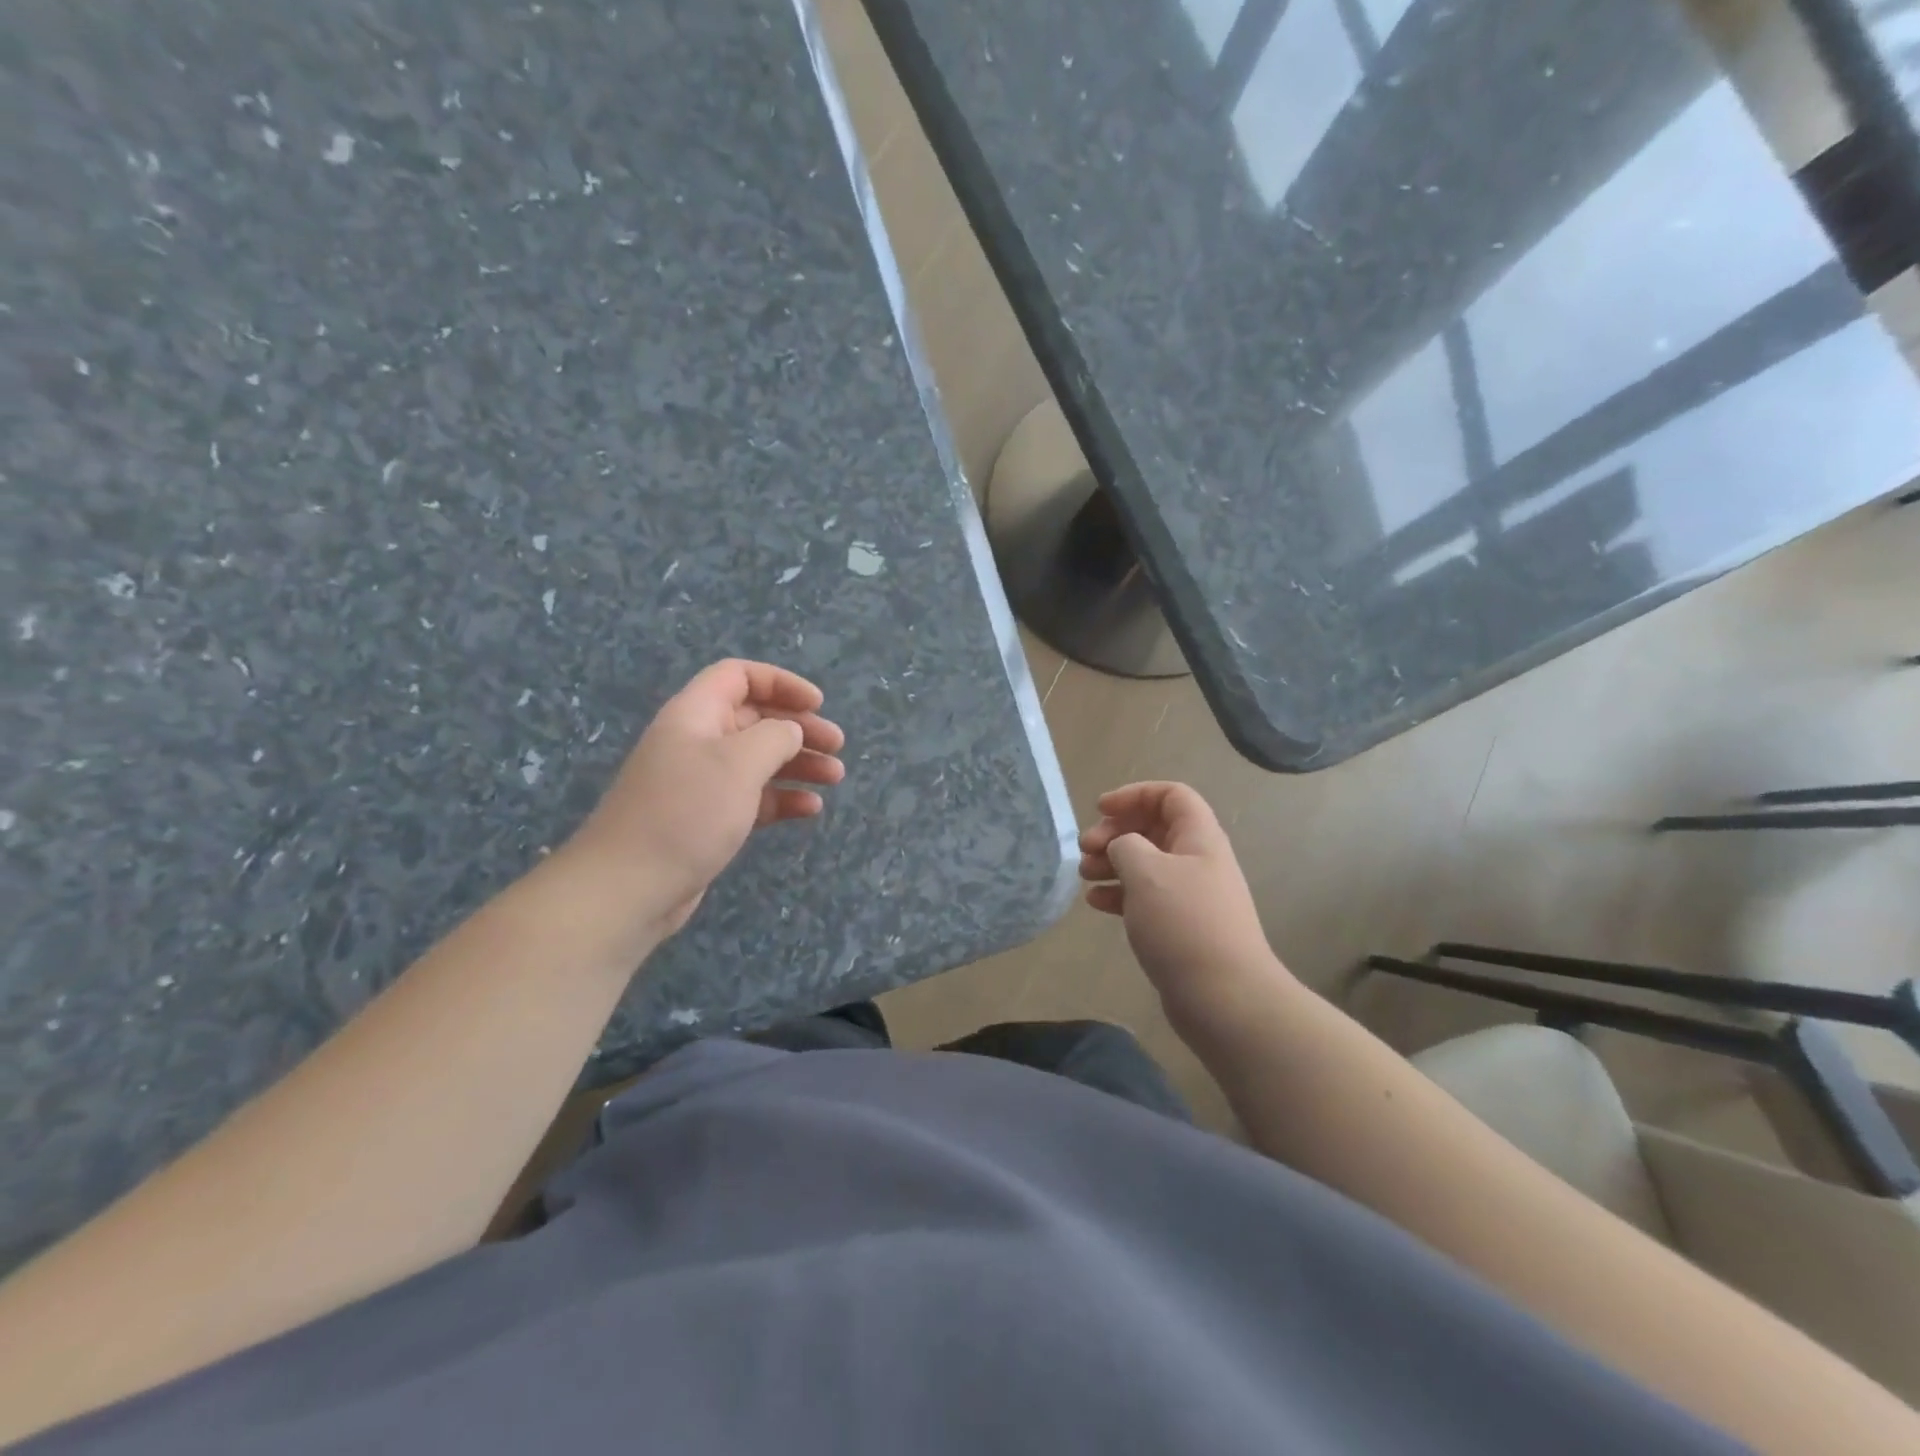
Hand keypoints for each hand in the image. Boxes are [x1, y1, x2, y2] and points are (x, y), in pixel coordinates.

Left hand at [563, 659, 845, 941]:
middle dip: (799, 727)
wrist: (630, 886)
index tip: (817, 704)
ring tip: (835, 777)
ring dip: (798, 764)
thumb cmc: (687, 812)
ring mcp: (702, 782)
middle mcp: (698, 741)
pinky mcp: (708, 819)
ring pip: (759, 760)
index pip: (739, 677)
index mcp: (696, 714)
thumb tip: (790, 732)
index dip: (781, 683)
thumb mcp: (739, 762)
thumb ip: (775, 736)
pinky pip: (753, 797)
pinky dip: (783, 798)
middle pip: (756, 719)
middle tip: (837, 745)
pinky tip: (810, 809)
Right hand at [1079, 782, 1290, 1032]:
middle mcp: (1198, 860)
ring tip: (1084, 875)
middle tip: (1086, 848)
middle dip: (1116, 832)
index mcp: (1199, 837)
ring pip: (1146, 864)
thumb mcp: (1146, 871)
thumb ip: (1125, 844)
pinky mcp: (1181, 926)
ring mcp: (1191, 895)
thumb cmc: (1183, 923)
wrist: (1224, 997)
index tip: (1101, 810)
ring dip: (1113, 863)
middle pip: (1154, 829)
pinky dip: (1120, 893)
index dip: (1134, 794)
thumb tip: (1121, 846)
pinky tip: (1096, 903)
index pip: (1170, 795)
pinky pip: (1146, 897)